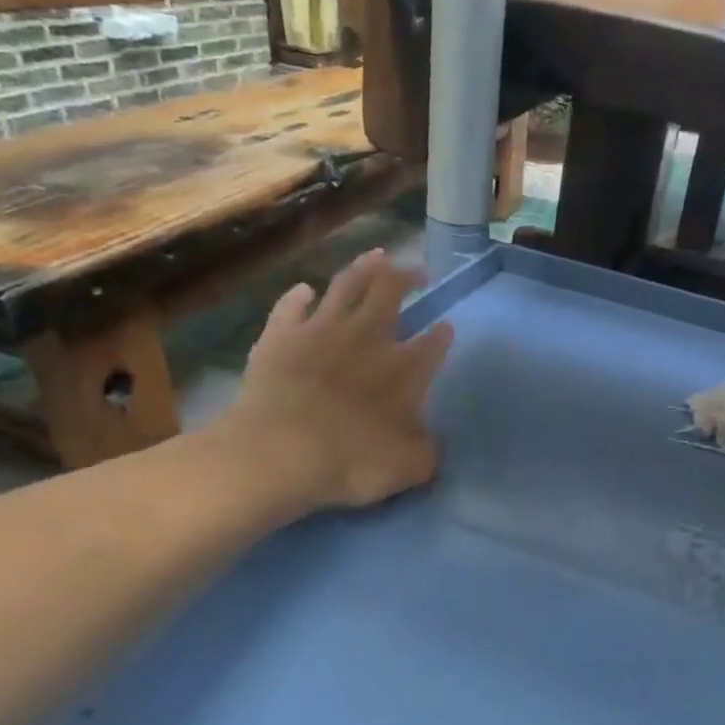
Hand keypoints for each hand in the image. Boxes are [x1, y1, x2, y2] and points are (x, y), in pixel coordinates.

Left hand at [223, 249, 453, 511]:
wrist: (279, 453)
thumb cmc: (351, 462)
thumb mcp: (408, 468)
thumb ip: (426, 450)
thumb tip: (430, 440)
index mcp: (404, 369)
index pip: (432, 343)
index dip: (442, 334)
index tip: (446, 327)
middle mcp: (367, 338)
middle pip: (391, 292)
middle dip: (408, 277)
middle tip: (417, 272)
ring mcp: (321, 330)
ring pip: (347, 284)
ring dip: (364, 267)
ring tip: (378, 257)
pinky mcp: (281, 335)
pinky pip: (292, 305)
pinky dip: (300, 295)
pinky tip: (306, 290)